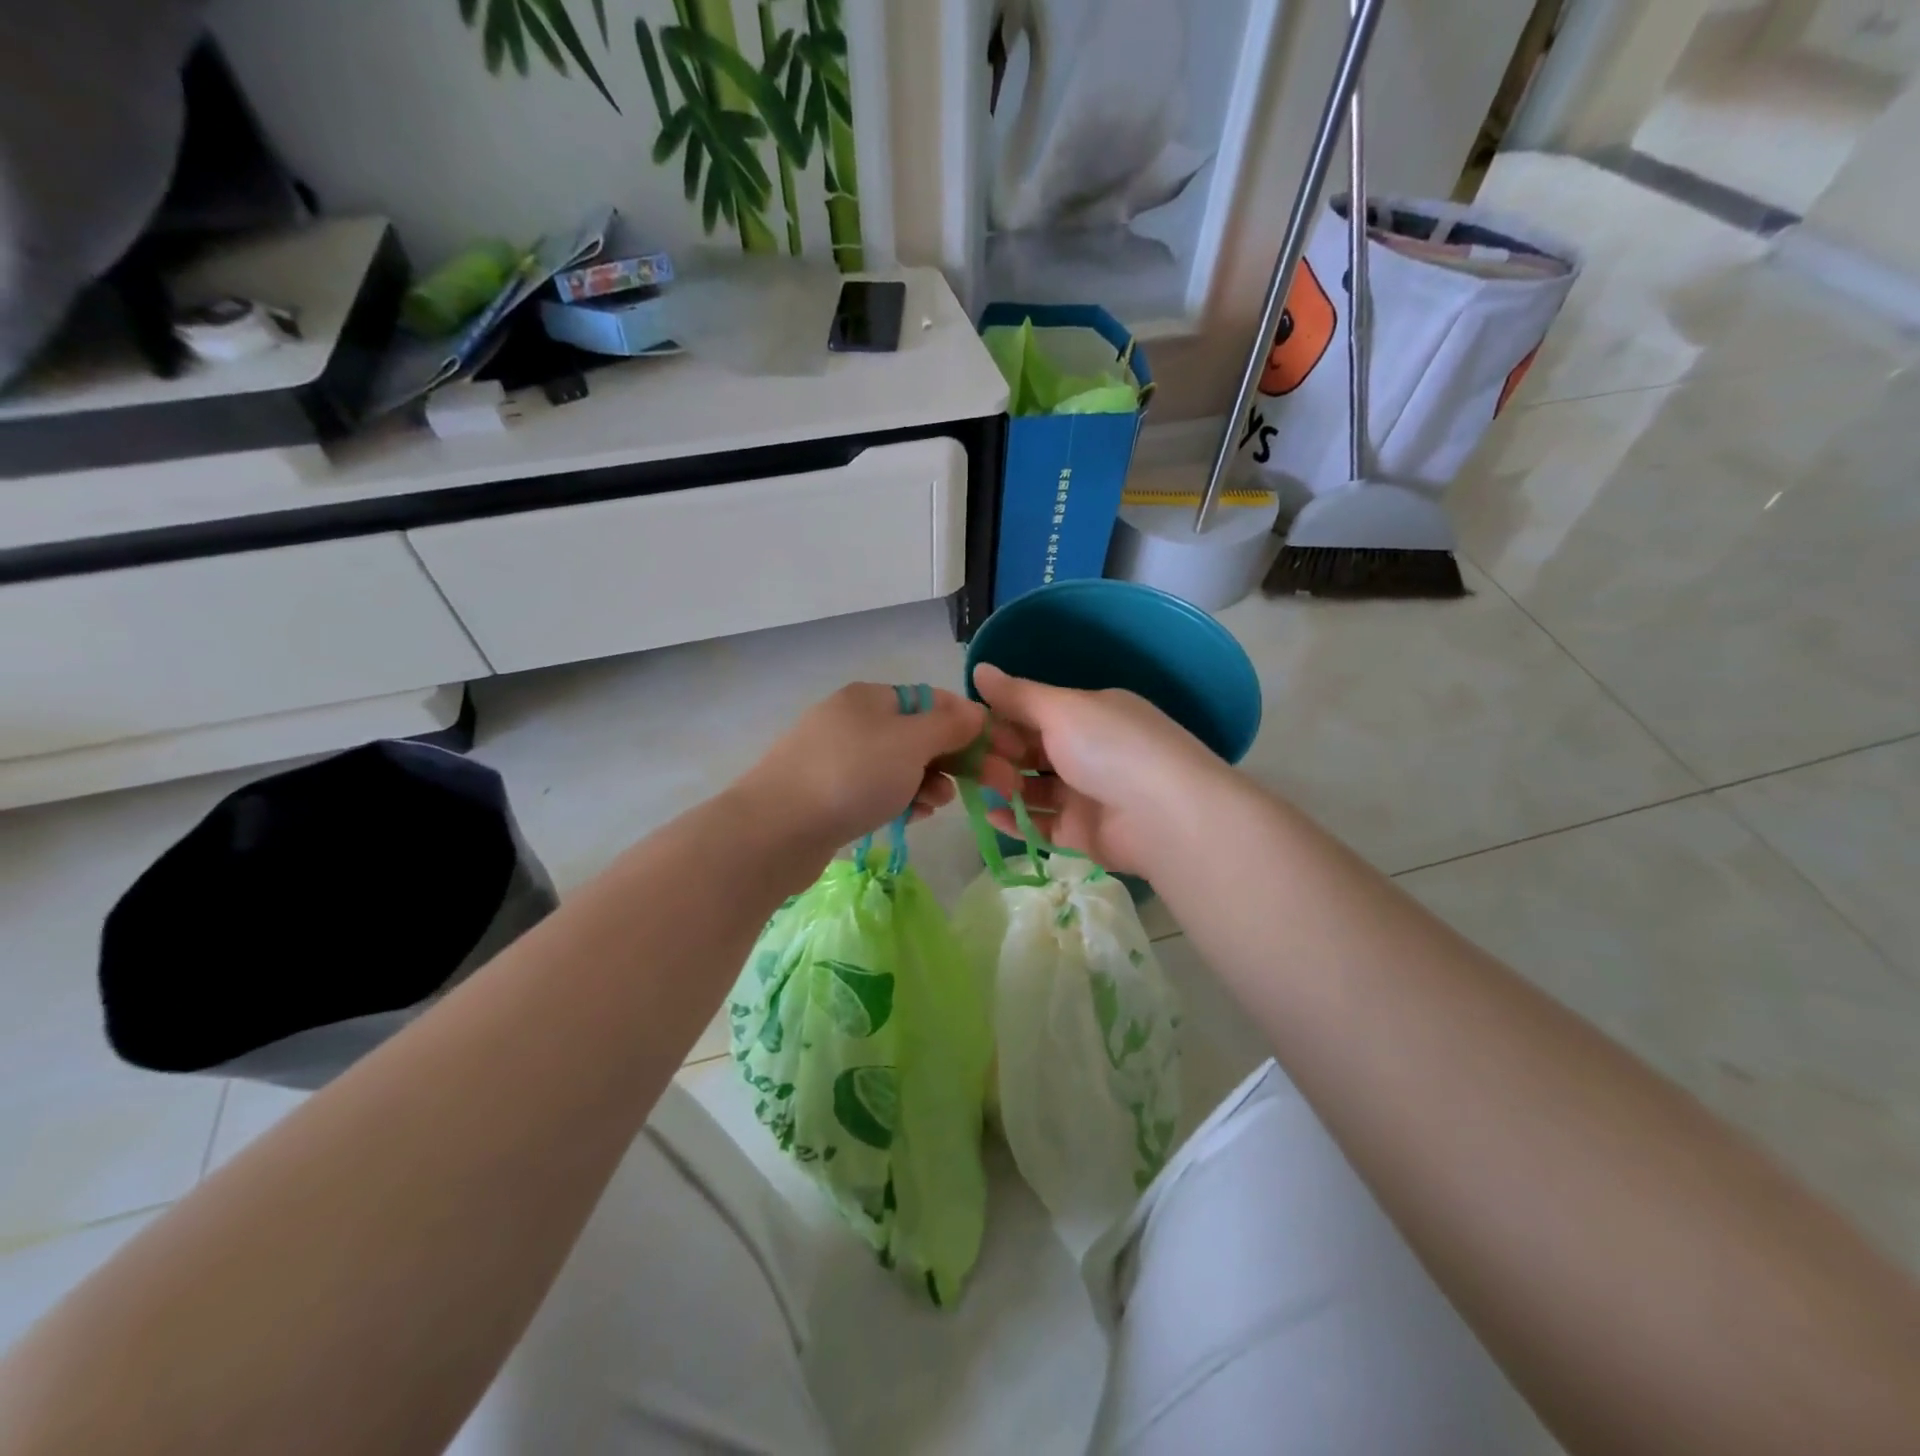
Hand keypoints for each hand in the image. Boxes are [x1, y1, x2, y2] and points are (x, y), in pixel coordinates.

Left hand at [736, 683, 990, 852]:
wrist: (776, 829)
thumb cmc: (852, 776)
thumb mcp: (911, 743)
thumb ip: (949, 726)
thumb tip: (974, 712)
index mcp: (871, 698)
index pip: (933, 701)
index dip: (969, 724)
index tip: (997, 754)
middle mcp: (853, 720)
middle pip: (917, 735)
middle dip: (951, 760)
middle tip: (983, 786)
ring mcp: (836, 757)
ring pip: (898, 766)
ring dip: (926, 783)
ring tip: (936, 805)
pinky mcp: (827, 792)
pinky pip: (876, 790)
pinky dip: (898, 800)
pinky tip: (910, 818)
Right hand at [971, 663, 1228, 875]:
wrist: (1165, 816)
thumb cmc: (1110, 747)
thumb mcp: (1061, 709)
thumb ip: (1017, 695)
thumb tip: (980, 669)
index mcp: (1091, 713)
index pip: (1036, 711)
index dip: (1001, 716)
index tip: (966, 725)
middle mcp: (1090, 750)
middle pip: (1033, 750)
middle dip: (998, 754)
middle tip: (964, 760)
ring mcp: (1088, 794)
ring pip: (1035, 788)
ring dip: (1005, 786)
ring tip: (972, 787)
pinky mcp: (1084, 833)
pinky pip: (1043, 824)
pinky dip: (1017, 820)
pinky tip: (990, 816)